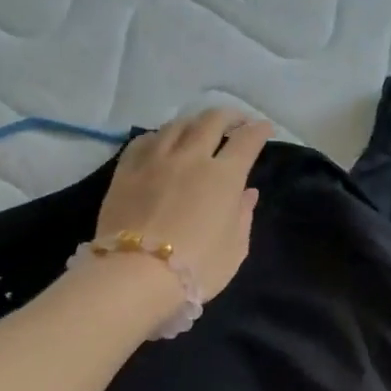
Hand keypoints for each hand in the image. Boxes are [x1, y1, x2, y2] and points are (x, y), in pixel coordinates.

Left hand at [93, 109, 273, 302]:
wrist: (135, 275)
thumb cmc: (197, 267)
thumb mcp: (235, 248)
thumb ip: (243, 215)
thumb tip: (247, 193)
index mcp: (224, 176)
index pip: (247, 141)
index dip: (259, 130)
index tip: (264, 128)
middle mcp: (191, 157)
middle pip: (212, 121)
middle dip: (229, 116)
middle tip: (236, 121)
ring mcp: (155, 159)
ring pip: (177, 124)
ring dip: (194, 122)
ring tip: (199, 128)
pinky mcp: (126, 169)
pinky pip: (145, 139)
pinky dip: (161, 136)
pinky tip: (162, 142)